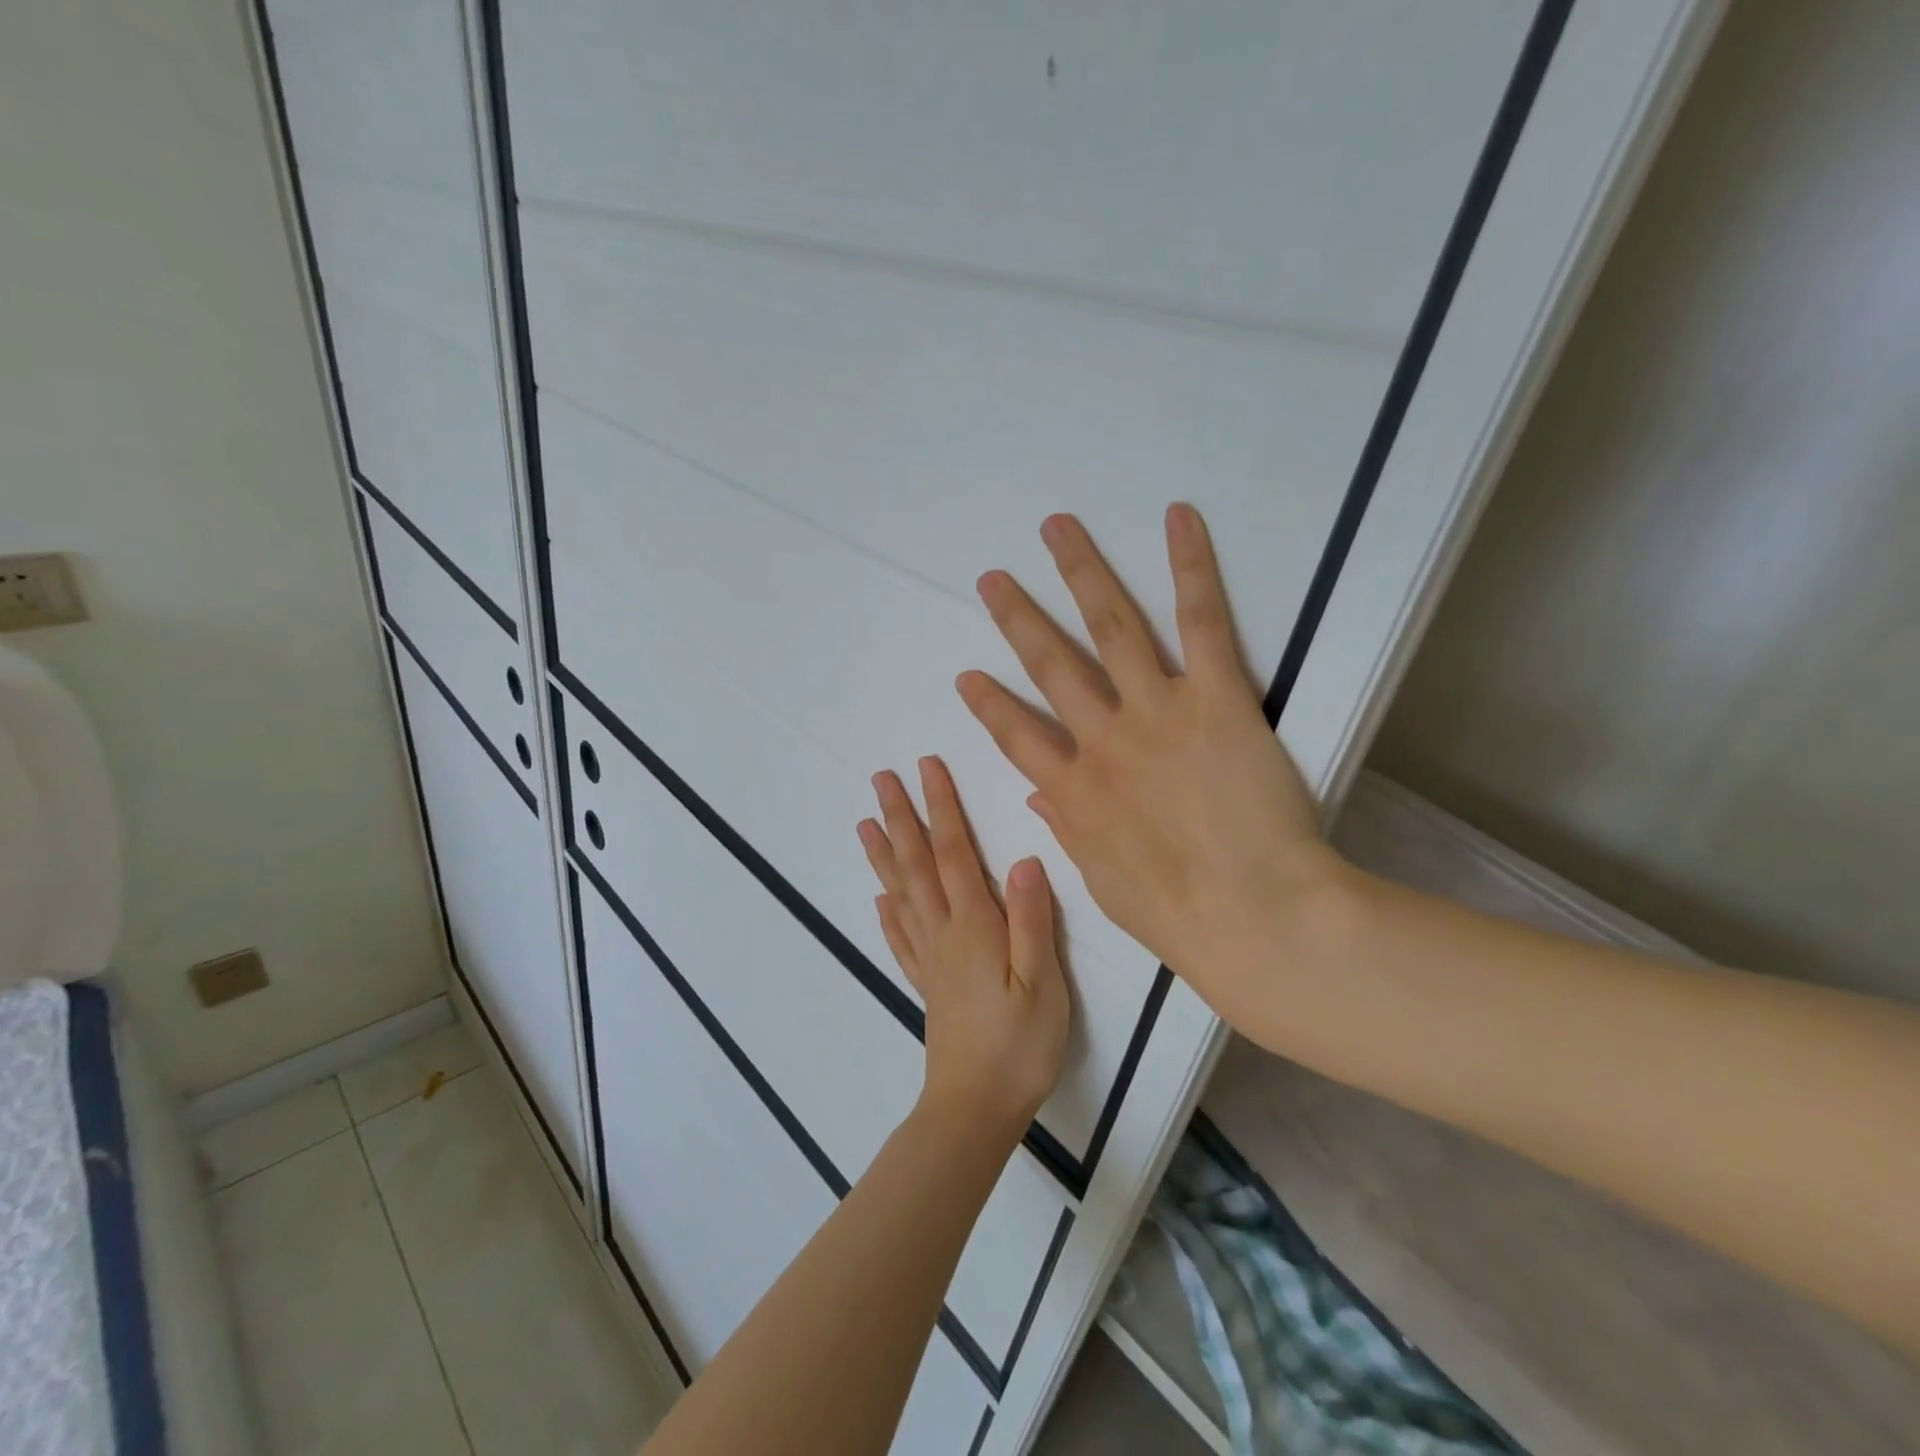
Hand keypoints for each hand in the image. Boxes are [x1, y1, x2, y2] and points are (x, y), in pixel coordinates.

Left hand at [857, 757, 1070, 1138]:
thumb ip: (1032, 921)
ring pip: (901, 894)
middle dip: (901, 817)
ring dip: (884, 855)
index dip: (942, 808)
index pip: (954, 853)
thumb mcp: (1043, 984)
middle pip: (917, 865)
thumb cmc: (1019, 1046)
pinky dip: (887, 913)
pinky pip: (900, 939)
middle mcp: (944, 933)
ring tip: (865, 824)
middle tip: (881, 779)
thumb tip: (1026, 860)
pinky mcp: (926, 984)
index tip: (926, 768)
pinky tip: (879, 900)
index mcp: (974, 927)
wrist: (976, 1108)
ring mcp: (930, 959)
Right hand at [955, 504, 1335, 1029]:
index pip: (1017, 737)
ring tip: (1056, 529)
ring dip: (1080, 573)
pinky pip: (1201, 623)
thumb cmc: (1180, 916)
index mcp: (1076, 792)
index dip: (989, 705)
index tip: (967, 676)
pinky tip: (1177, 518)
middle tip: (992, 580)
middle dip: (1018, 620)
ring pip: (1110, 628)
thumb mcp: (1104, 882)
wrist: (1254, 917)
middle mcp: (1103, 740)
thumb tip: (1039, 796)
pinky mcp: (1215, 698)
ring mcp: (1156, 713)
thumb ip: (1070, 829)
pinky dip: (1190, 567)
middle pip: (1051, 666)